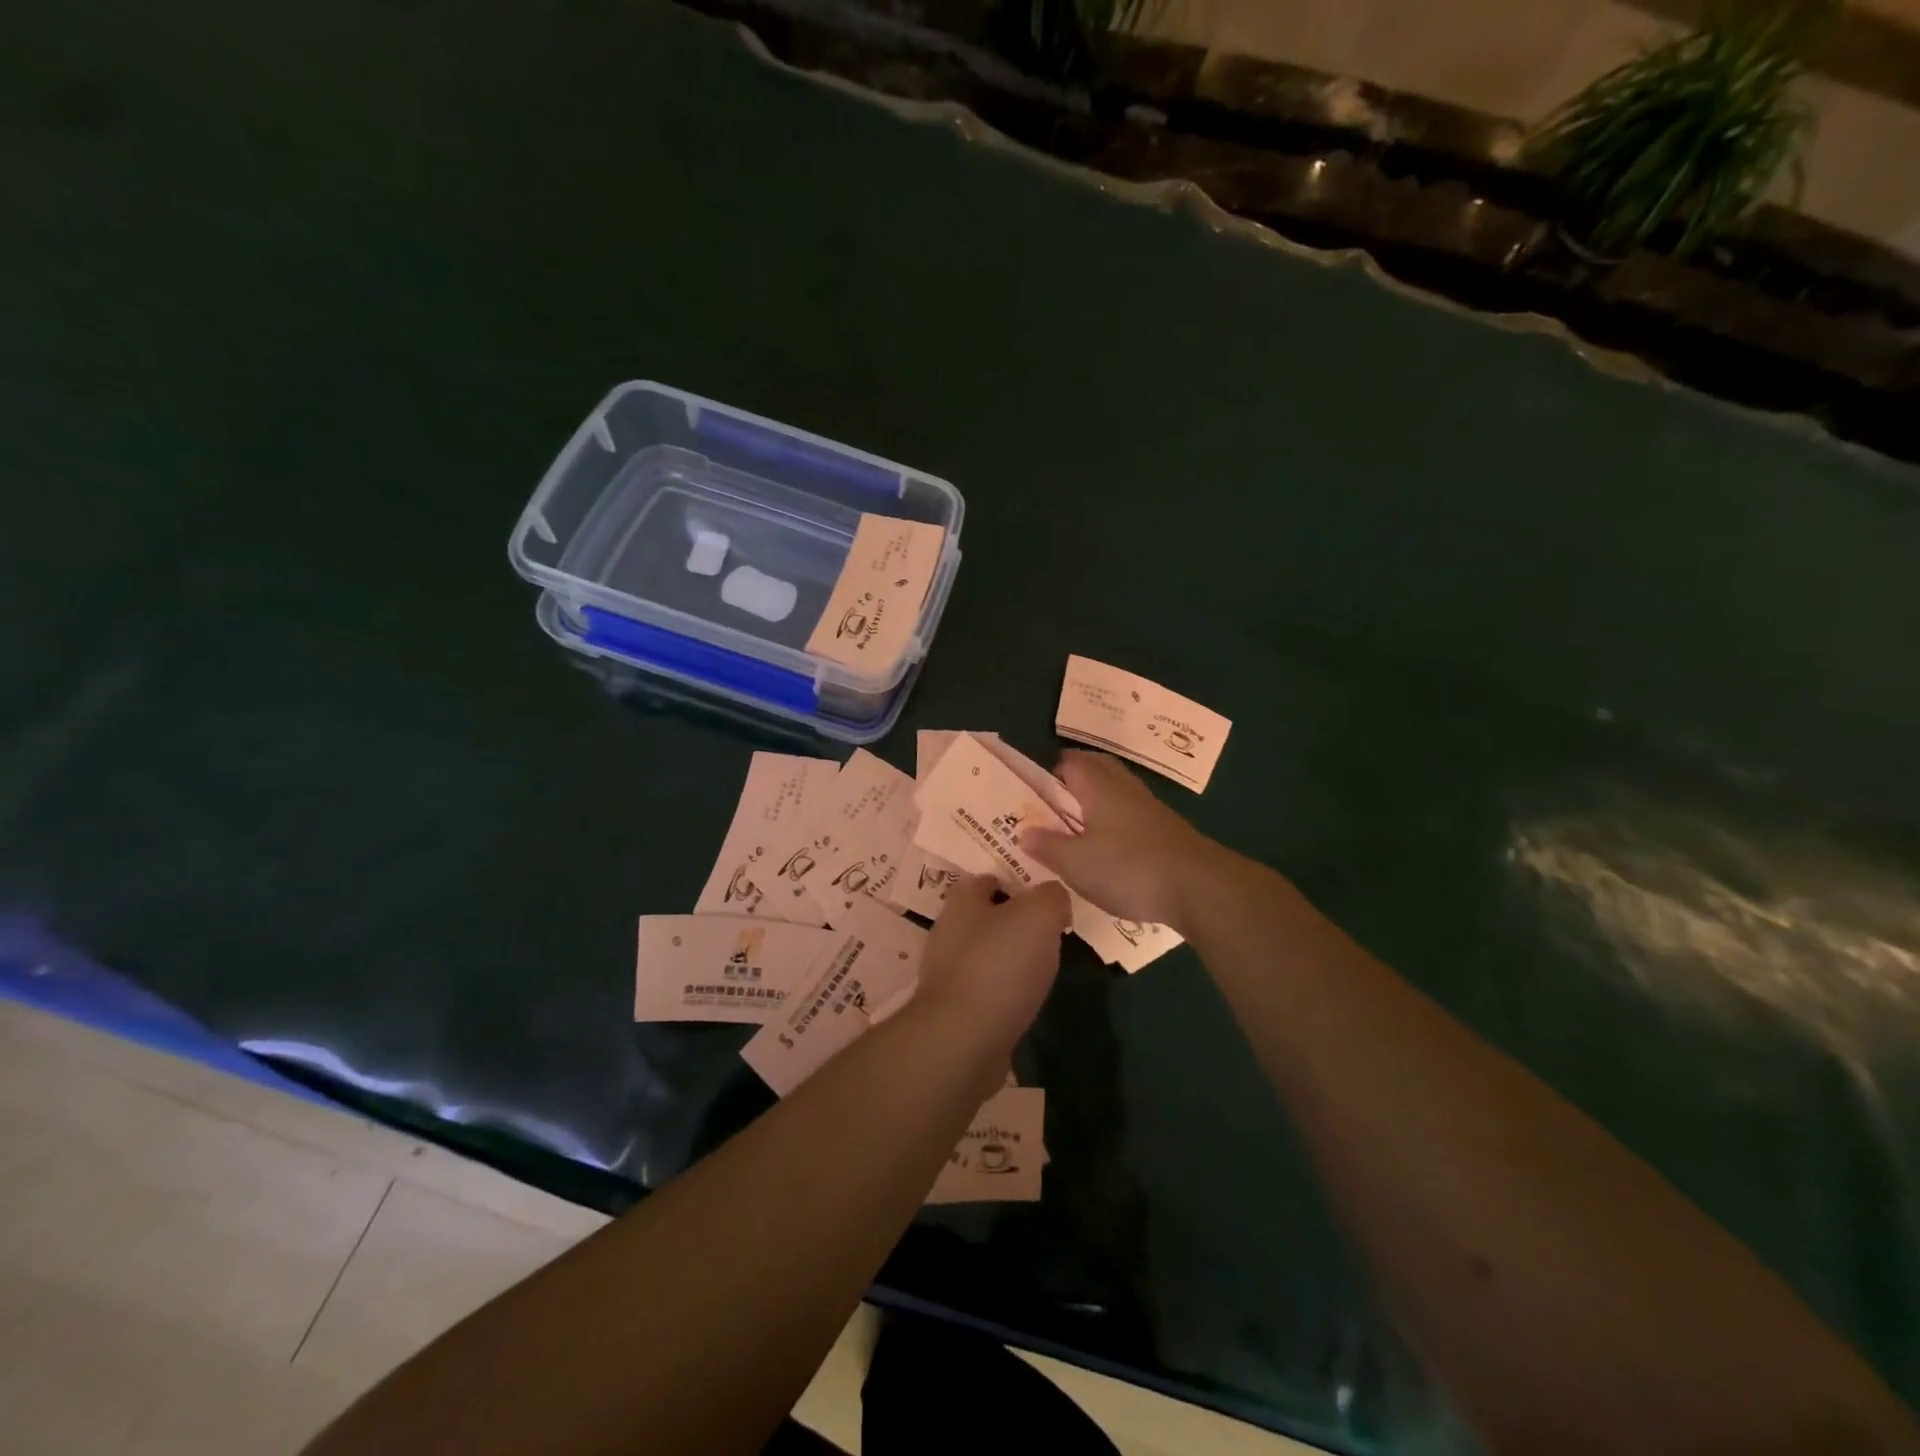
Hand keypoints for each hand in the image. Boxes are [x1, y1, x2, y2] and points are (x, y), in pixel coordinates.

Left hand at [916, 874, 1068, 1059]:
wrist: (963, 1040)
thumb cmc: (1000, 965)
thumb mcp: (1039, 914)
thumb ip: (1051, 896)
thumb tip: (1055, 901)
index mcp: (961, 901)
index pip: (986, 878)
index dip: (1015, 881)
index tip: (1044, 896)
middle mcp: (947, 932)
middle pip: (985, 917)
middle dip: (1015, 922)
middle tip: (1051, 932)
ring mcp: (946, 973)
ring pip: (986, 954)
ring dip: (1011, 959)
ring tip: (1044, 968)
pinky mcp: (953, 1010)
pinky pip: (985, 989)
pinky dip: (1004, 991)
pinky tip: (1026, 1000)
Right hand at [1020, 751, 1224, 929]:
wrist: (1200, 888)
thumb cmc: (1129, 868)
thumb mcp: (1077, 863)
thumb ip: (1048, 846)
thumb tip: (1024, 832)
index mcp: (1099, 788)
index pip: (1072, 763)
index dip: (1052, 770)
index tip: (1035, 789)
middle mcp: (1125, 789)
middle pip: (1099, 768)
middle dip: (1078, 776)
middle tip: (1056, 798)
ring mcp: (1151, 809)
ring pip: (1119, 790)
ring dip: (1099, 797)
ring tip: (1080, 821)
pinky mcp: (1168, 832)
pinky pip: (1134, 814)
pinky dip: (1118, 819)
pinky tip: (1112, 844)